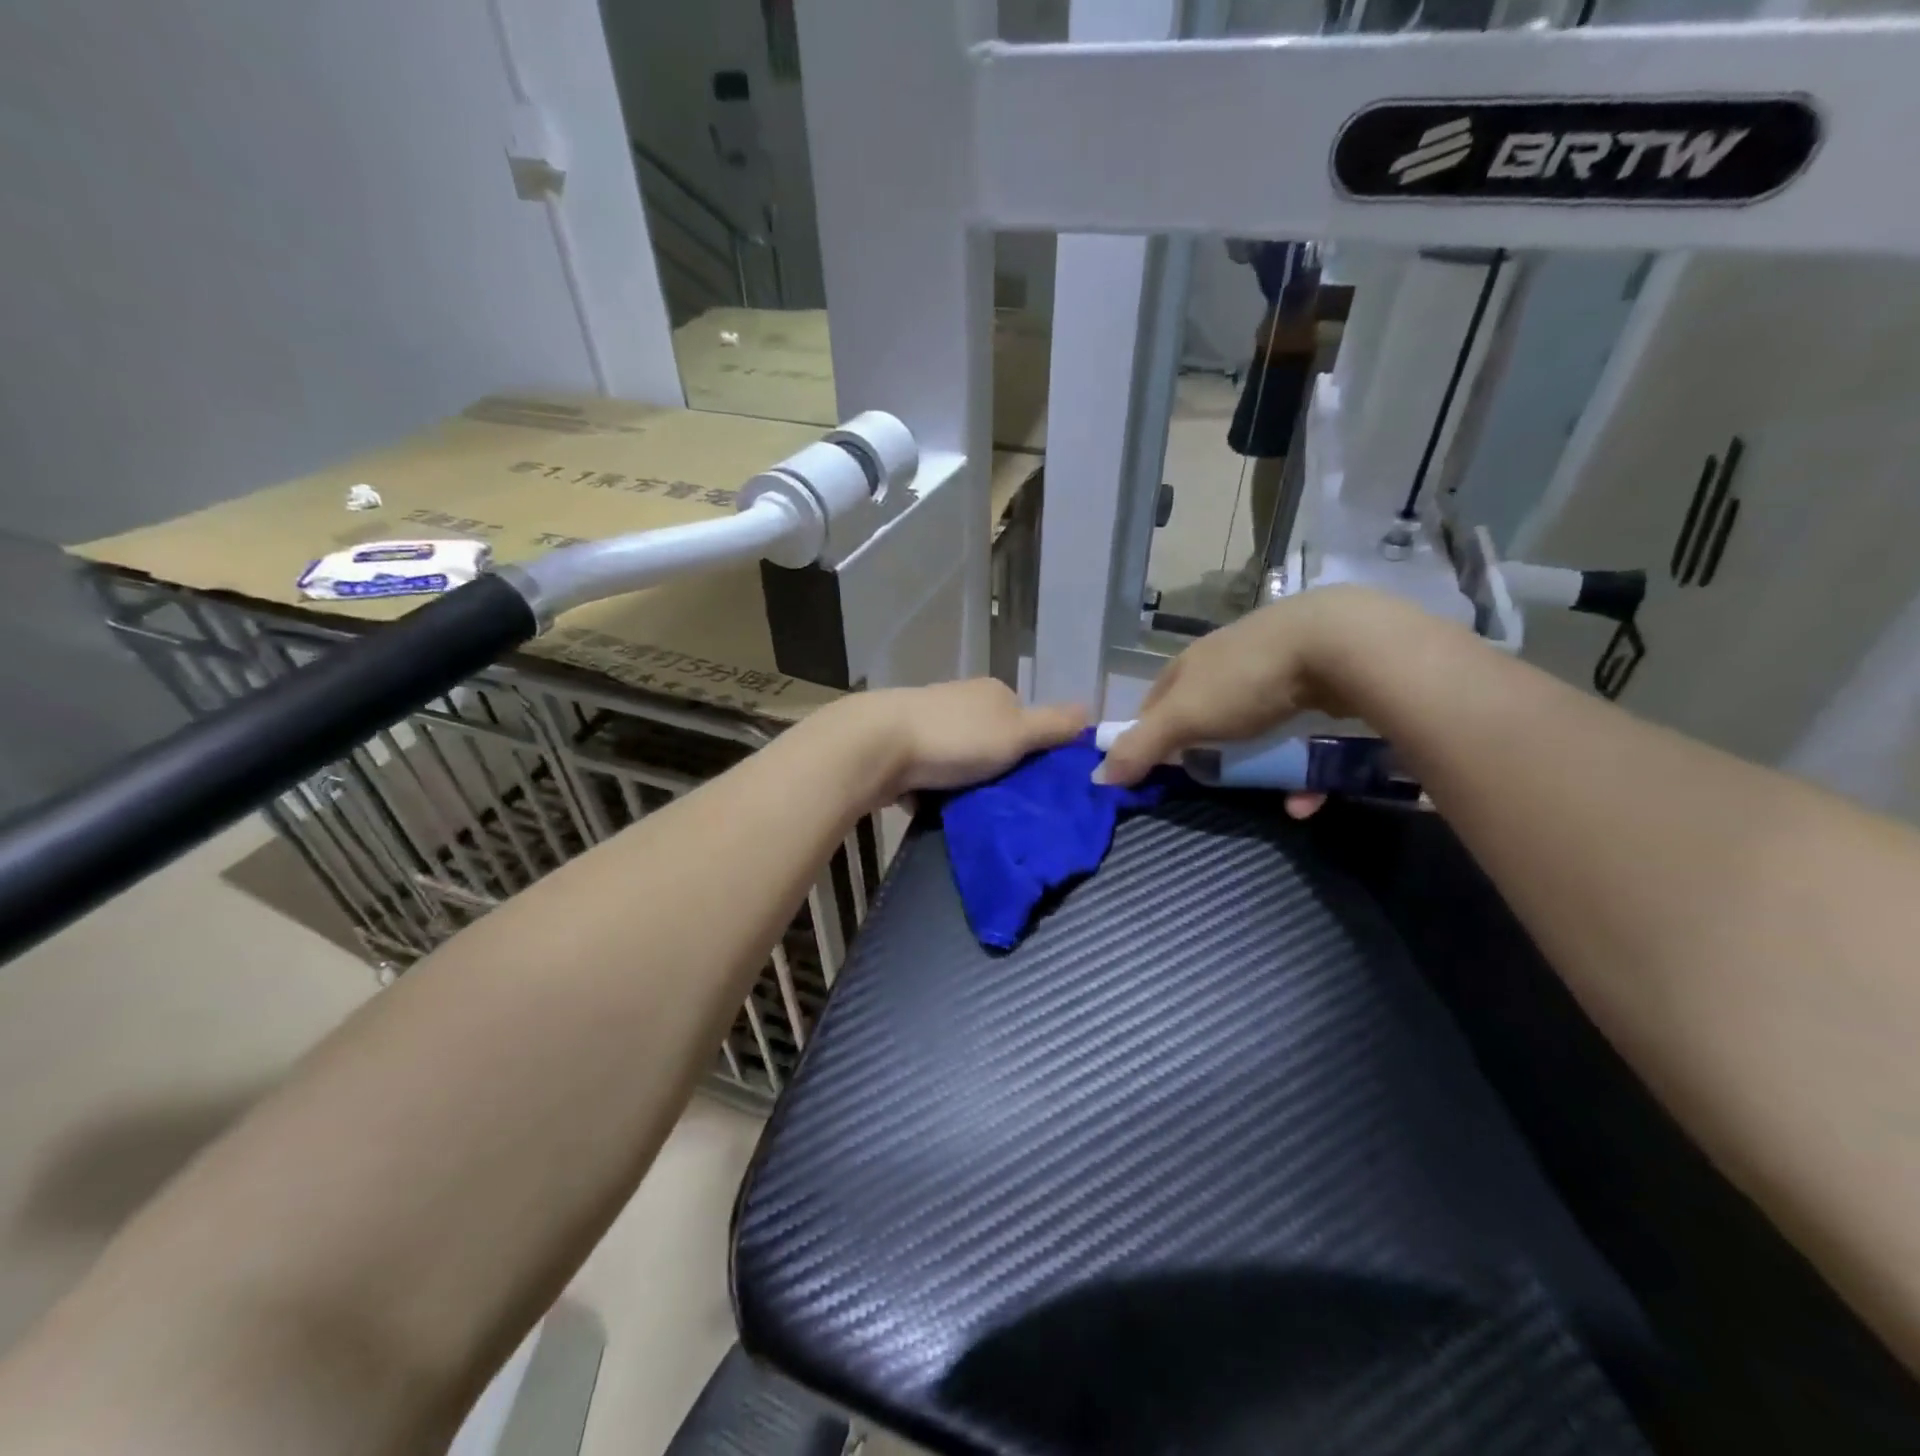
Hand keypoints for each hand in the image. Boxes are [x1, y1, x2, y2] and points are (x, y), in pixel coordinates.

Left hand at [831, 679, 1086, 806]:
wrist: (877, 746)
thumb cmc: (955, 738)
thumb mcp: (1016, 733)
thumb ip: (1053, 725)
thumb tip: (1091, 709)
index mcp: (991, 692)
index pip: (1024, 720)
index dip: (1032, 750)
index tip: (1033, 782)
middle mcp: (960, 700)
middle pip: (991, 741)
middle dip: (995, 769)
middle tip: (1003, 801)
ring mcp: (927, 721)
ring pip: (959, 759)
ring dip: (964, 783)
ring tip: (969, 809)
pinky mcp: (900, 746)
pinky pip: (929, 773)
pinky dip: (934, 790)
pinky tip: (934, 807)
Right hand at [1099, 585, 1413, 791]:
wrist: (1338, 645)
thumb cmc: (1244, 680)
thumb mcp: (1183, 717)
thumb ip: (1141, 746)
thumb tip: (1097, 776)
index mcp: (1190, 664)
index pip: (1156, 701)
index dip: (1148, 735)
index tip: (1152, 771)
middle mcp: (1229, 663)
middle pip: (1205, 715)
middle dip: (1204, 752)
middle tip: (1207, 784)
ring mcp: (1277, 671)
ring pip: (1257, 729)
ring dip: (1257, 767)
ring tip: (1260, 793)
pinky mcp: (1320, 685)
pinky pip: (1301, 738)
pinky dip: (1299, 772)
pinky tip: (1305, 799)